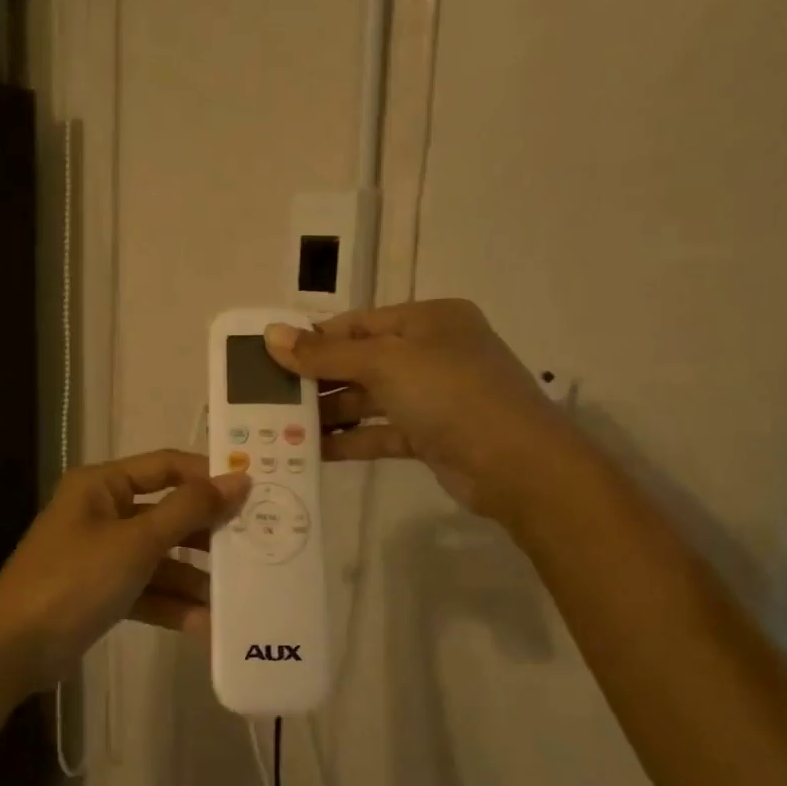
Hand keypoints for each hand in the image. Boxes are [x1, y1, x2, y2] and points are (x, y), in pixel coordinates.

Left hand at [0, 450, 249, 695]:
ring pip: (159, 557)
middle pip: (167, 514)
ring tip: (237, 596)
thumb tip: (240, 478)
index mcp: (102, 485)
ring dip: (193, 578)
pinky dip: (171, 604)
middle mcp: (102, 512)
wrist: (12, 649)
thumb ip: (189, 510)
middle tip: (255, 547)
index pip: (167, 466)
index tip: (254, 493)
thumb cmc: (75, 579)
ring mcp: (100, 554)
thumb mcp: (137, 542)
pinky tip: (205, 626)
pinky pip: (146, 590)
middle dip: (207, 534)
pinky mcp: (100, 592)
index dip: (208, 476)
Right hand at [264, 299, 585, 520]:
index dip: (314, 340)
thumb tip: (270, 334)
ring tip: (282, 427)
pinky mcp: (431, 436)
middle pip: (360, 362)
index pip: (358, 324)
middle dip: (317, 380)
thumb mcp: (384, 364)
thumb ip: (325, 354)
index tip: (270, 358)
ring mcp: (434, 396)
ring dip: (329, 413)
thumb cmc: (450, 394)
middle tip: (269, 398)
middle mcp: (432, 352)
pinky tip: (313, 452)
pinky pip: (381, 432)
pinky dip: (350, 440)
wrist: (517, 465)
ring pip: (369, 400)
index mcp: (428, 320)